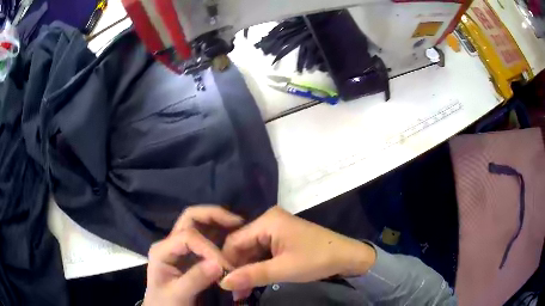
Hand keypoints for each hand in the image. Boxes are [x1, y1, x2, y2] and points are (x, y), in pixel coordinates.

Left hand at [143, 206, 243, 305]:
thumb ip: (196, 279)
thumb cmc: (166, 303)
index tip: (226, 267)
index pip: (188, 237)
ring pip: (200, 223)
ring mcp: (181, 247)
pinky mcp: (191, 254)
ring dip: (219, 222)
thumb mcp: (178, 295)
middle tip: (237, 222)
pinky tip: (233, 239)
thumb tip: (219, 264)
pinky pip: (206, 238)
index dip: (209, 249)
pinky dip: (221, 234)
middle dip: (214, 216)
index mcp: (162, 250)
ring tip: (239, 227)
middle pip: (191, 218)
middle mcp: (171, 243)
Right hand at [219, 206, 375, 293]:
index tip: (222, 283)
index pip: (235, 241)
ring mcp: (276, 229)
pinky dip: (258, 267)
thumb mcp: (283, 269)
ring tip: (242, 291)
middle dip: (237, 269)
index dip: (227, 262)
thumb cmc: (317, 259)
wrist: (348, 256)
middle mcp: (268, 221)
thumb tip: (222, 283)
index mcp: (267, 221)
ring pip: (252, 250)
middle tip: (234, 292)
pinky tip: (254, 281)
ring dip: (247, 270)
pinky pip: (263, 252)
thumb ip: (251, 275)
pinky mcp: (282, 238)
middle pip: (243, 245)